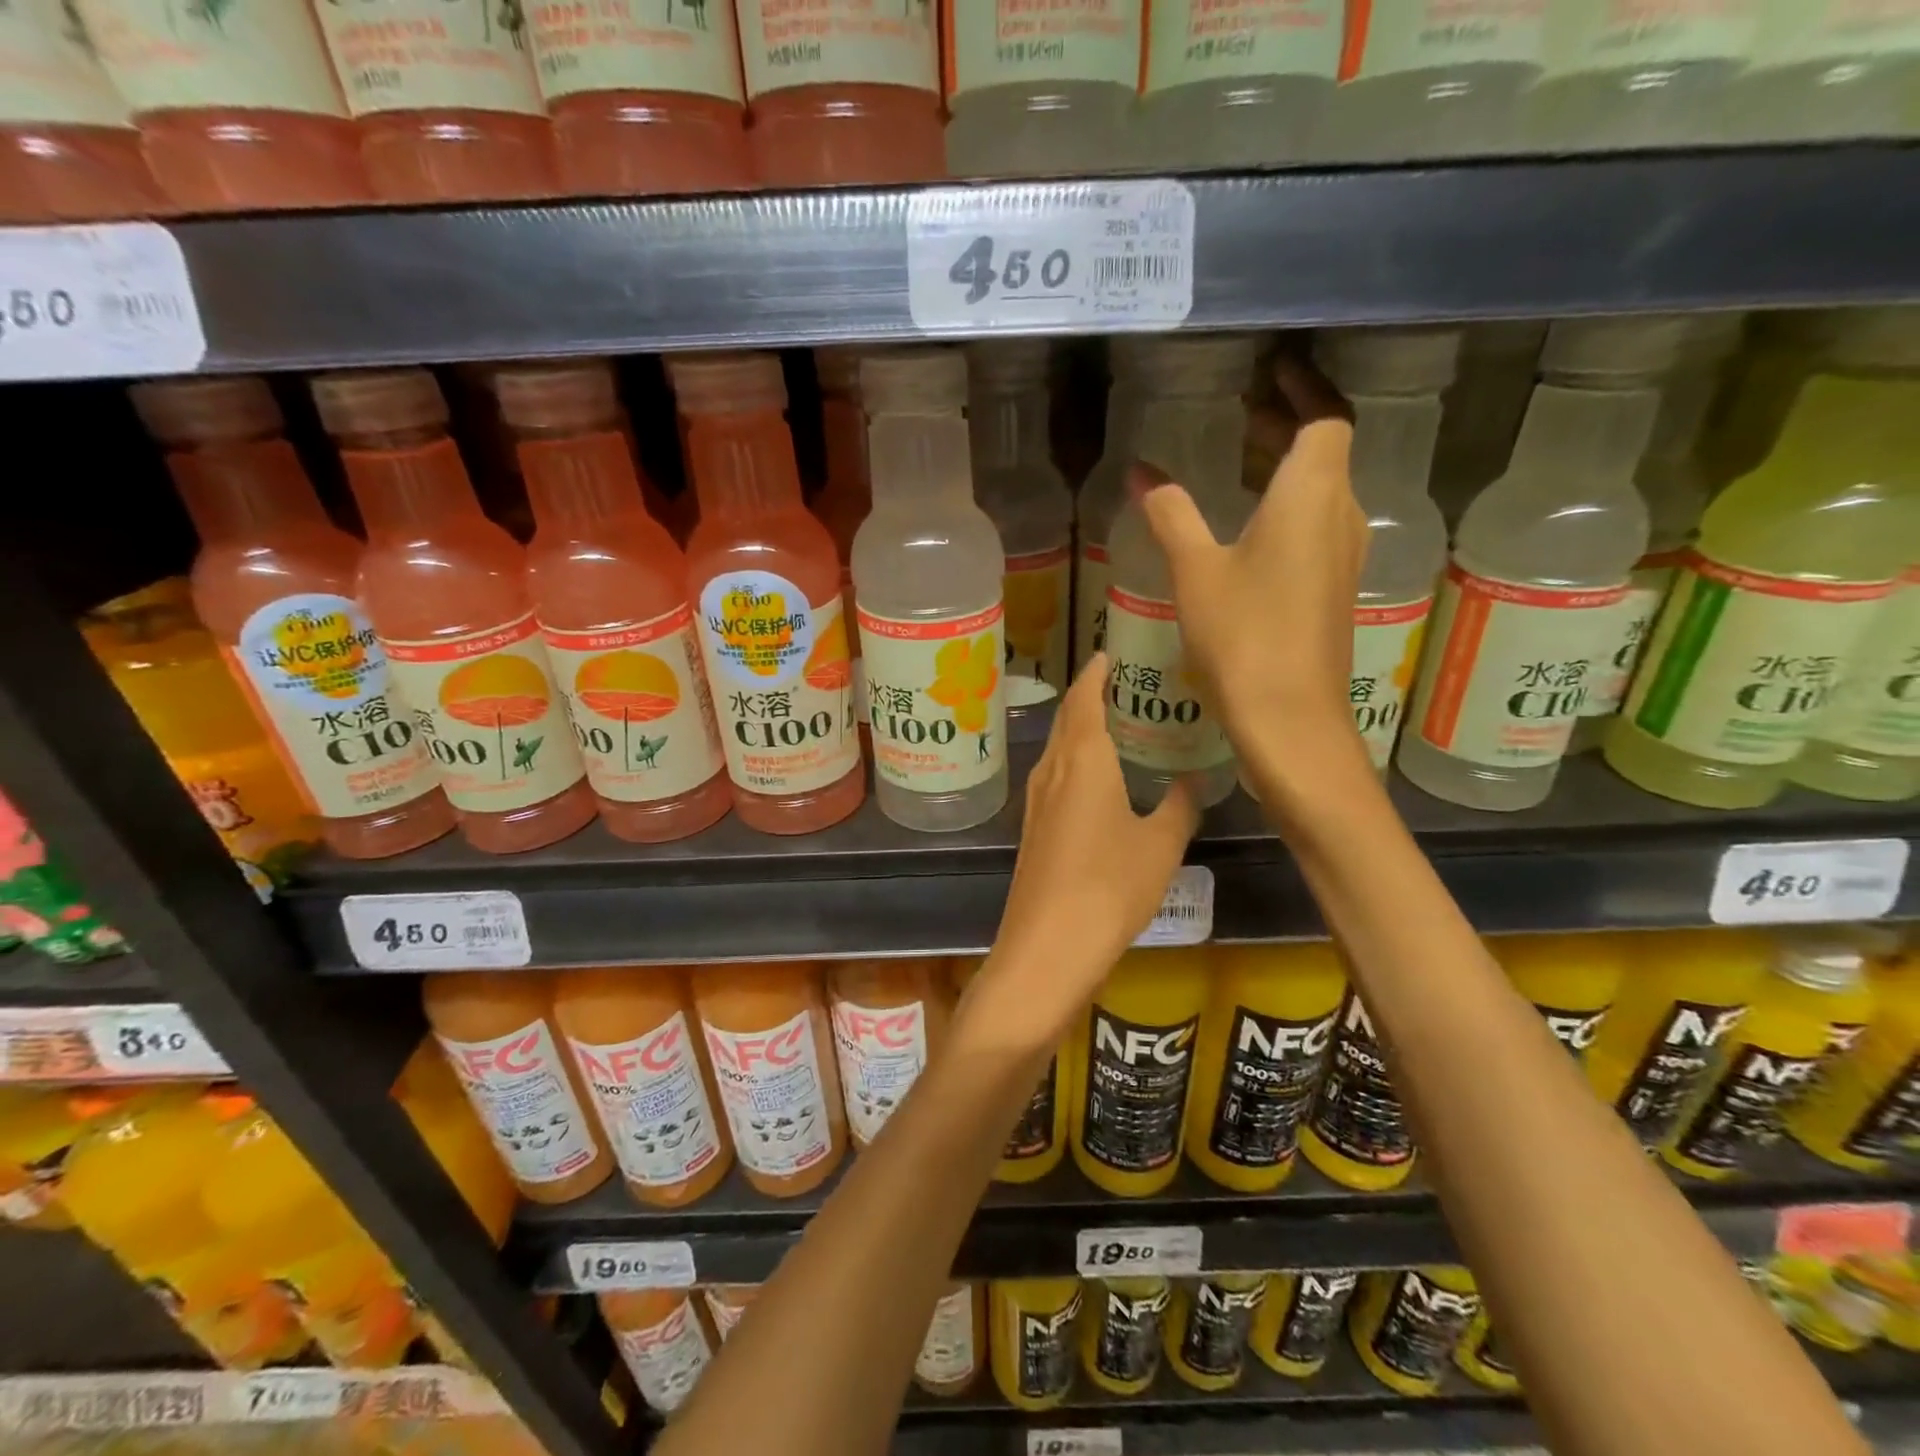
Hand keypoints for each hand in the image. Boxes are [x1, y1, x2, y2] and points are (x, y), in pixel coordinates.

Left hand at [962, 657, 1199, 1053]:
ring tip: (1117, 725)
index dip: (1097, 672)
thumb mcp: (1161, 846)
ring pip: (1058, 747)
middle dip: (1090, 695)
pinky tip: (1097, 779)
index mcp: (1083, 759)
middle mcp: (1053, 770)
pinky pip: (1055, 777)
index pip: (1085, 697)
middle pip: (1067, 718)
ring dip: (1081, 728)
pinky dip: (1075, 761)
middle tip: (1127, 685)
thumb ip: (1180, 807)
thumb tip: (1194, 781)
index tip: (1113, 653)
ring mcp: (1037, 800)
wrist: (1047, 947)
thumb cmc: (1109, 887)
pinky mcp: (1033, 828)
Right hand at [1137, 358, 1370, 790]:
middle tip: (1244, 411)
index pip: (1325, 417)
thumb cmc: (1243, 635)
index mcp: (1312, 495)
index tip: (1274, 371)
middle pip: (1326, 451)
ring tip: (1242, 460)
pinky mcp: (1333, 589)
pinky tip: (1250, 528)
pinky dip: (1288, 508)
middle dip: (1289, 424)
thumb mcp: (1195, 570)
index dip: (1305, 388)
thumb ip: (1171, 515)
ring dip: (1288, 469)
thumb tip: (1142, 473)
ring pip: (1323, 491)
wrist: (1289, 718)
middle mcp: (1341, 515)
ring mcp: (1342, 555)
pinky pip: (1316, 526)